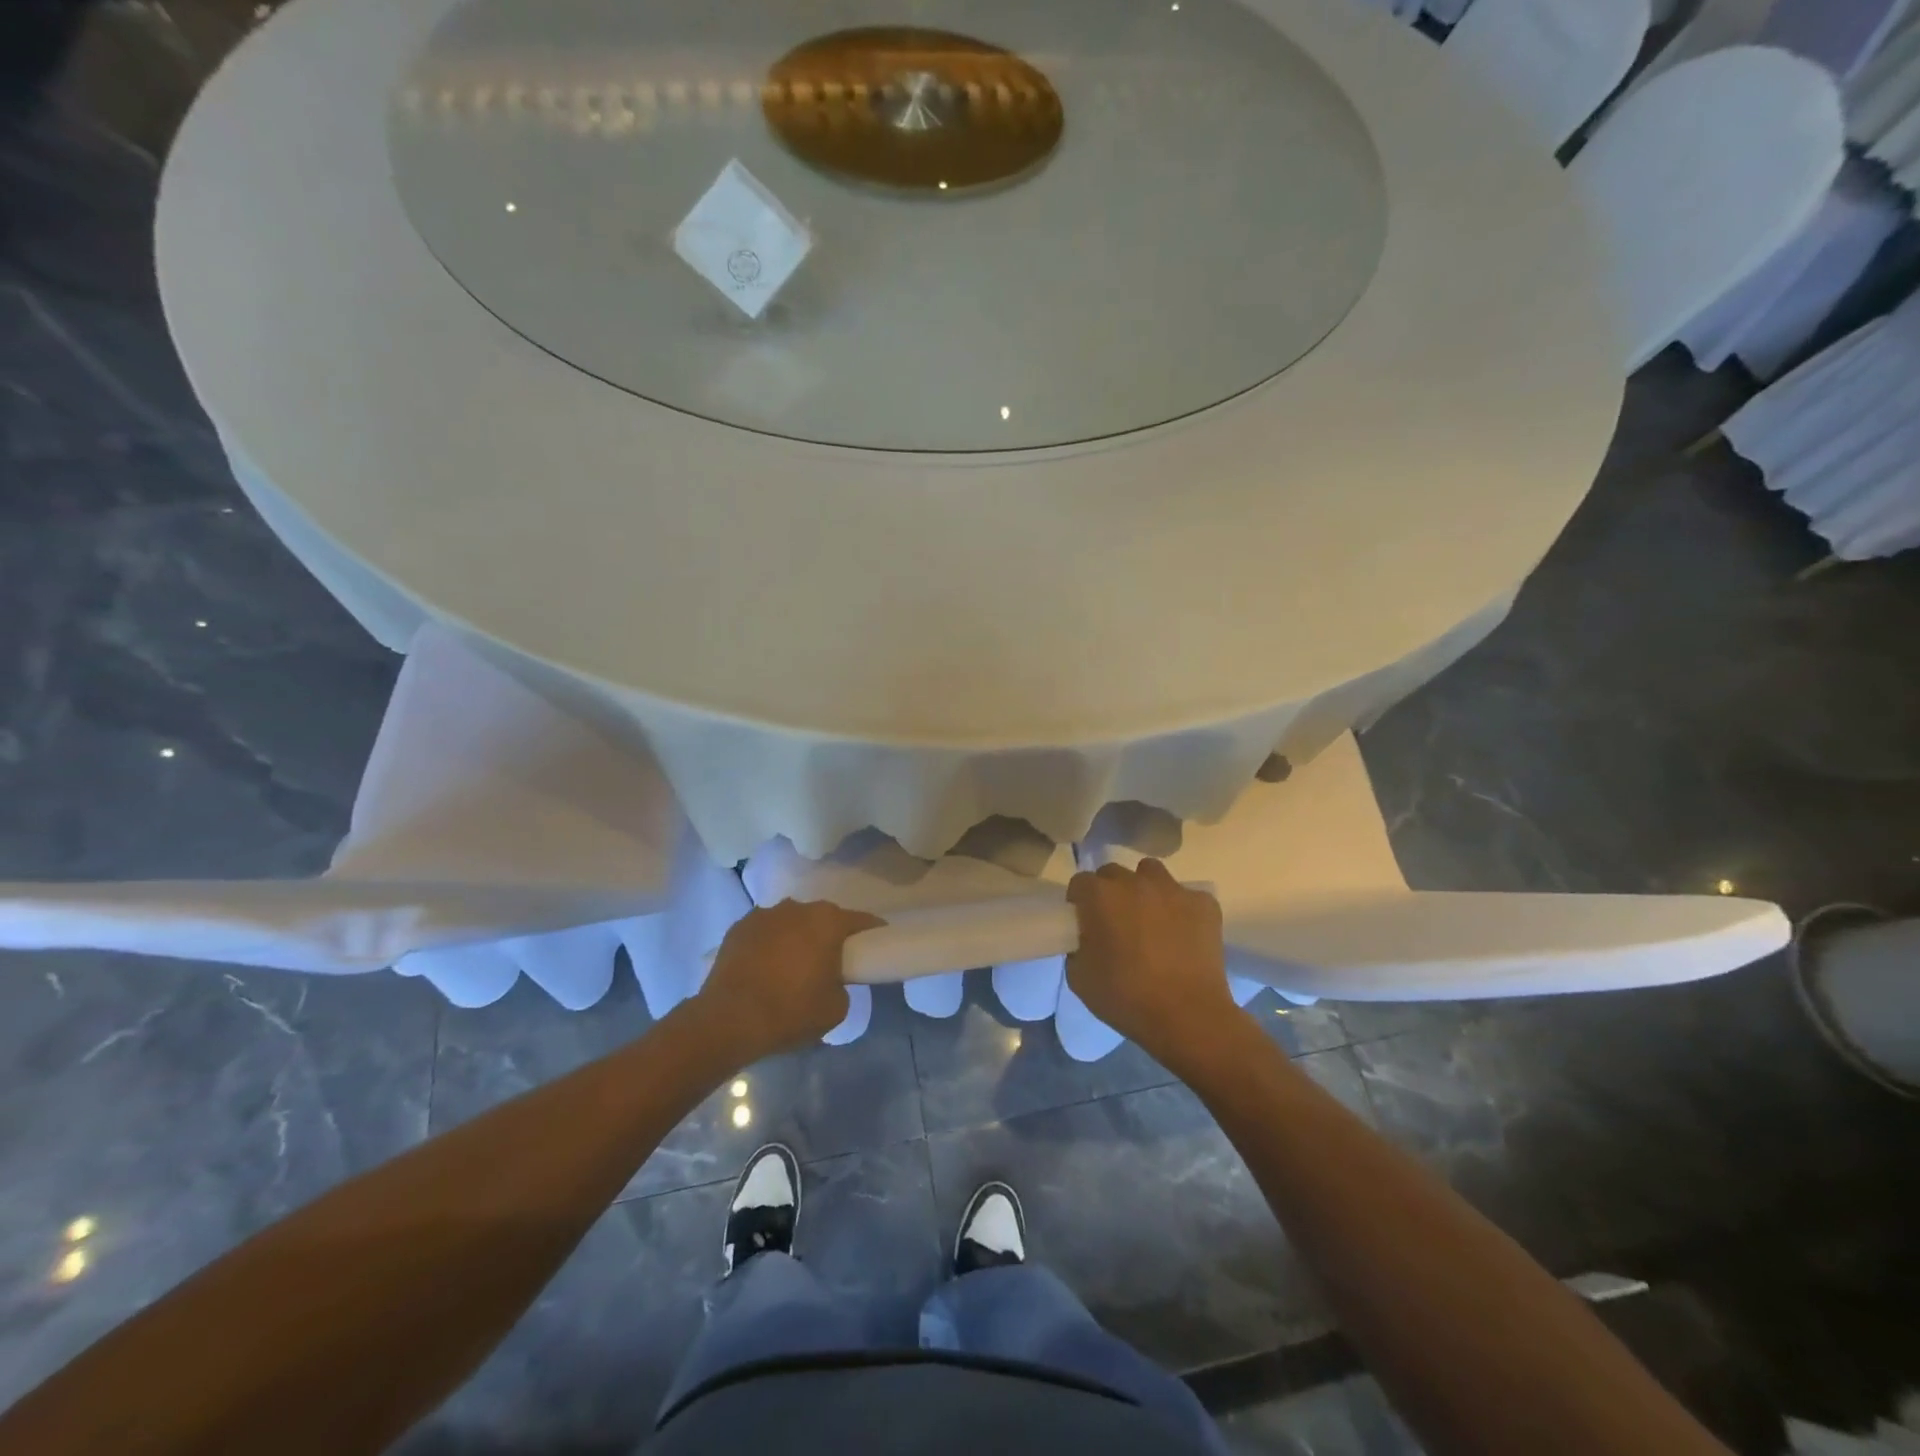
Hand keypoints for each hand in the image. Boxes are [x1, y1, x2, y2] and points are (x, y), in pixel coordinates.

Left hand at [695, 900, 883, 1059]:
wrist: (728, 1020)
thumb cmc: (791, 1011)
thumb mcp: (836, 1008)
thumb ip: (842, 985)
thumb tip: (832, 980)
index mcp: (826, 921)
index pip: (861, 920)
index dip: (872, 932)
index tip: (876, 944)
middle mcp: (797, 908)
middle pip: (823, 918)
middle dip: (829, 935)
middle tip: (831, 961)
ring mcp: (764, 915)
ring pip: (791, 922)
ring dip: (796, 937)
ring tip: (792, 966)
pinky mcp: (738, 928)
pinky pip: (764, 933)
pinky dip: (769, 945)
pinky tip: (765, 968)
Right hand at [1065, 859, 1237, 1067]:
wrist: (1188, 1017)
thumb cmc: (1127, 998)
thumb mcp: (1079, 978)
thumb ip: (1077, 946)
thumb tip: (1086, 938)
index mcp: (1100, 896)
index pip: (1080, 883)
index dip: (1080, 902)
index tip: (1084, 923)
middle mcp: (1135, 882)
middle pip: (1114, 873)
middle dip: (1110, 892)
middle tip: (1116, 922)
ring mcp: (1173, 889)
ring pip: (1151, 873)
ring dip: (1144, 889)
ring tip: (1150, 919)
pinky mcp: (1204, 902)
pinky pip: (1186, 896)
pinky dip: (1181, 909)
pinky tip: (1183, 934)